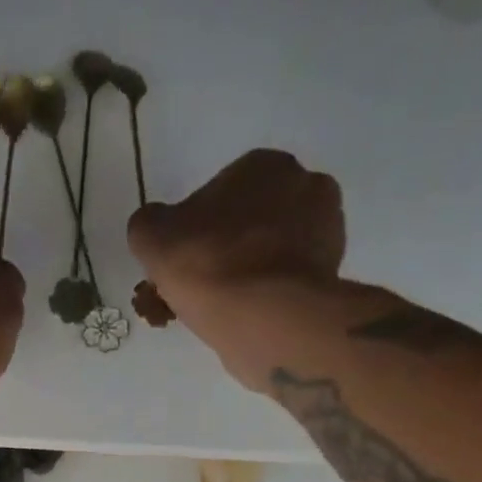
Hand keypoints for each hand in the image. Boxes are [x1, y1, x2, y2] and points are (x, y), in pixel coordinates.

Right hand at [127, 150, 346, 391]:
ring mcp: (326, 230)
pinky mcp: (332, 273)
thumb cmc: (209, 265)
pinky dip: (267, 295)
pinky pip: (287, 281)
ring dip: (248, 273)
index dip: (195, 229)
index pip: (219, 193)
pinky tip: (245, 318)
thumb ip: (149, 223)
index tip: (183, 261)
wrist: (265, 317)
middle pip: (250, 220)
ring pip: (270, 251)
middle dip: (227, 248)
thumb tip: (156, 227)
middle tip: (199, 287)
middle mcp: (304, 184)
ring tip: (219, 310)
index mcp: (263, 164)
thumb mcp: (152, 238)